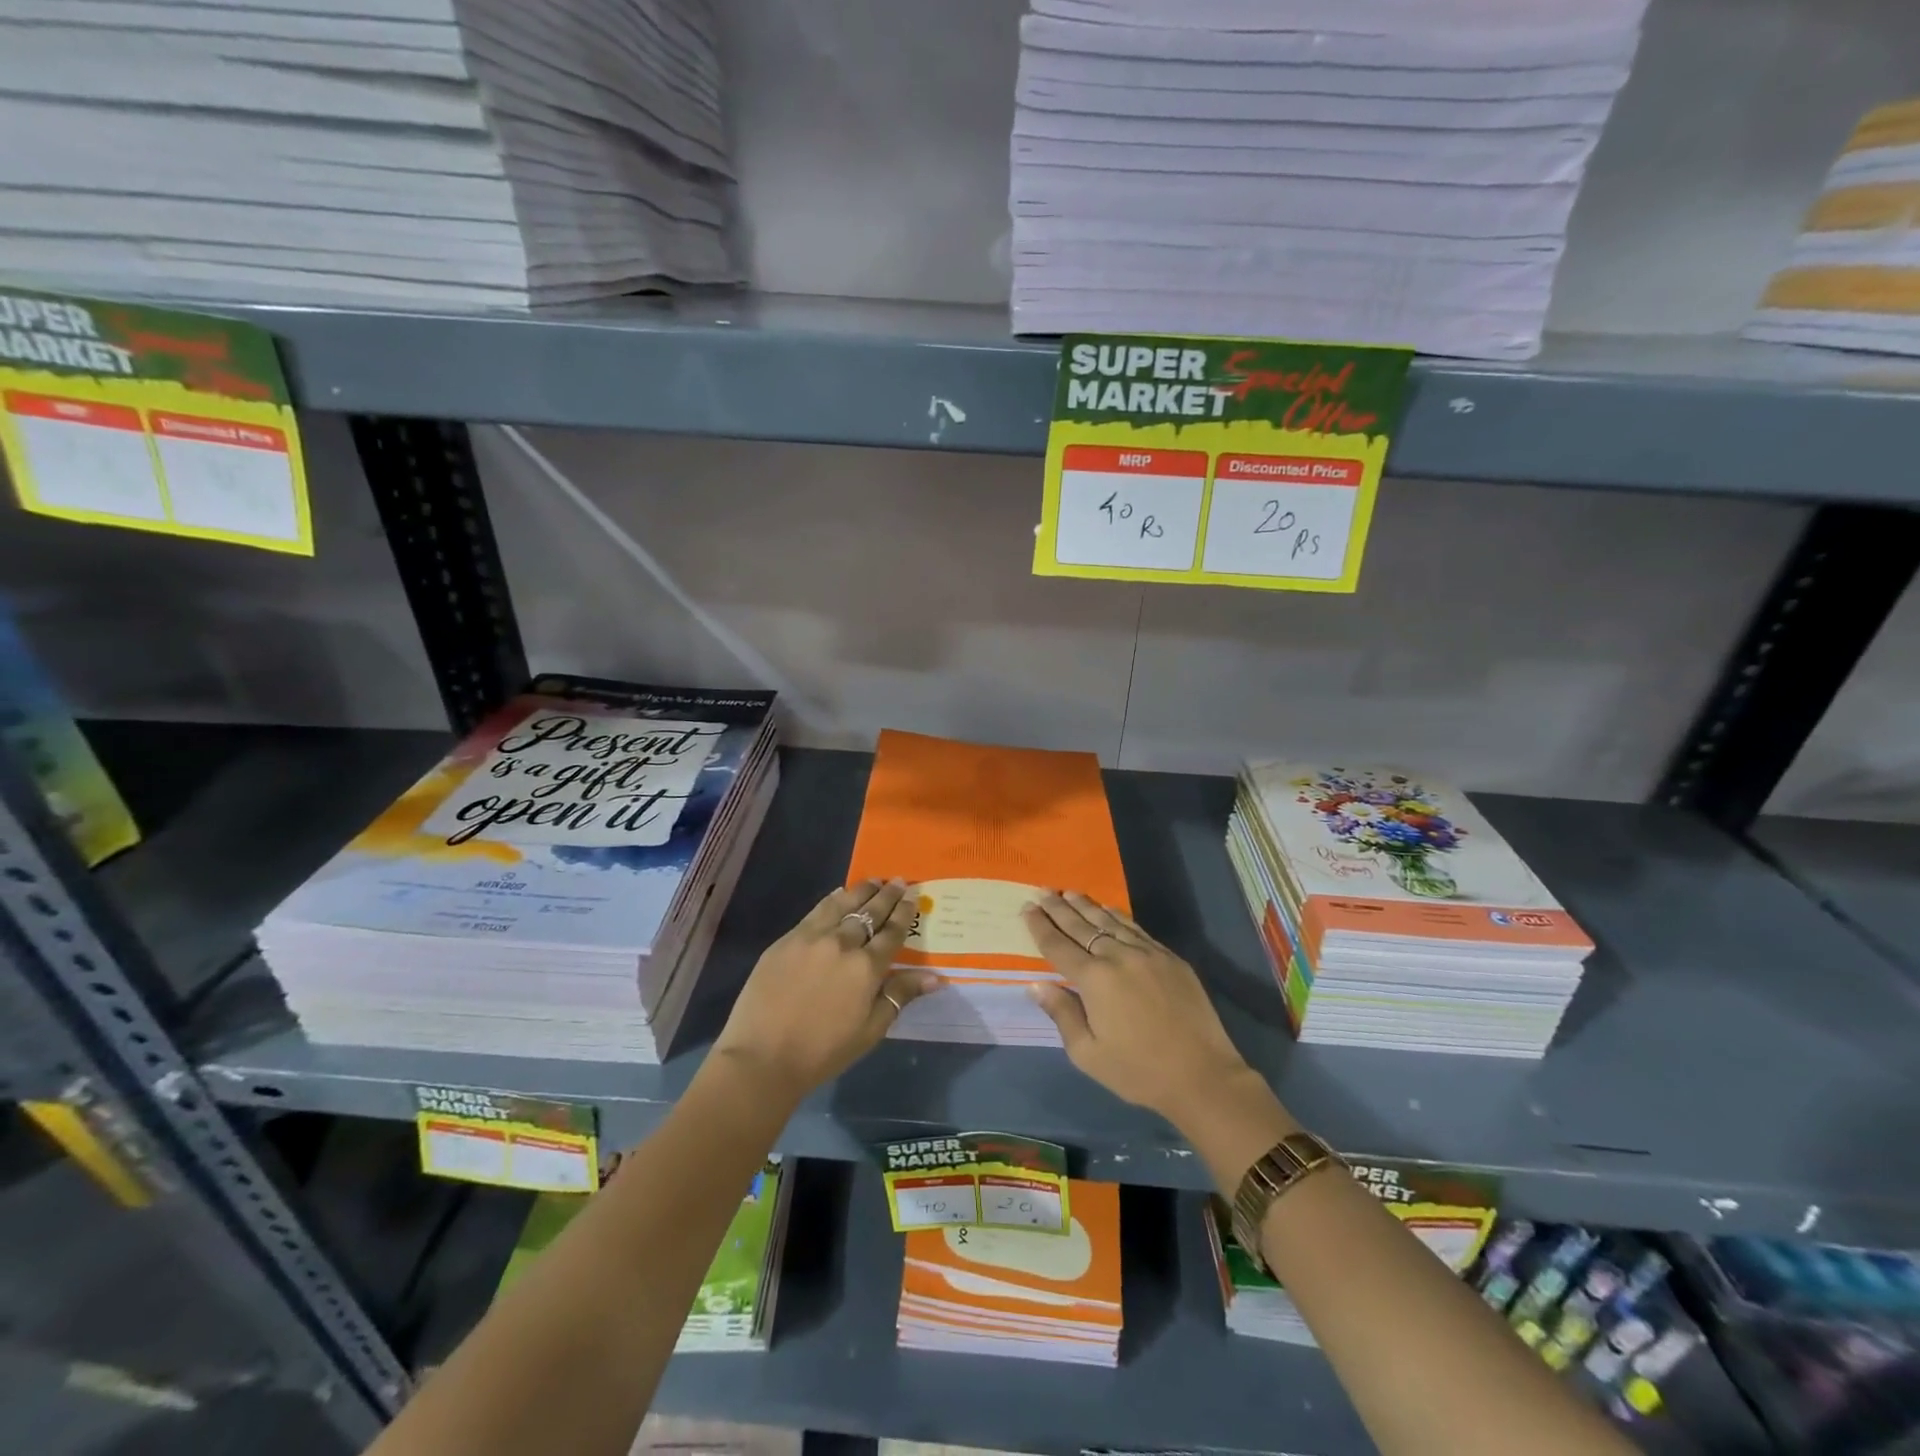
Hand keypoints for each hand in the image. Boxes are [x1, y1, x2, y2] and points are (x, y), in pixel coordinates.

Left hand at [712, 879, 939, 1105]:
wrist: (762, 1057)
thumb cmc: (823, 1051)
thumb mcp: (871, 1030)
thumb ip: (900, 995)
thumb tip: (936, 977)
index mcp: (867, 968)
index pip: (892, 932)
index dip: (904, 913)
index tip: (912, 897)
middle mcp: (842, 943)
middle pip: (870, 912)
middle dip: (887, 895)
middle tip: (899, 881)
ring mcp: (812, 938)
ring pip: (842, 904)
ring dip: (861, 890)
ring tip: (873, 881)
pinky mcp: (787, 940)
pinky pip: (815, 912)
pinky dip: (832, 900)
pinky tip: (838, 895)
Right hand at [1021, 891, 1256, 1129]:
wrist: (1202, 1075)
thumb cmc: (1138, 1071)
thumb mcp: (1088, 1054)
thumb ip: (1061, 1014)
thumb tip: (1036, 984)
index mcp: (1094, 980)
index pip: (1058, 945)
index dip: (1040, 926)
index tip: (1026, 907)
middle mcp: (1118, 957)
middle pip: (1081, 926)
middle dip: (1059, 908)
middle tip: (1043, 891)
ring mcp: (1147, 953)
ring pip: (1110, 921)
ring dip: (1086, 906)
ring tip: (1069, 893)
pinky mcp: (1170, 958)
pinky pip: (1136, 928)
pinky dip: (1117, 916)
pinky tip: (1108, 910)